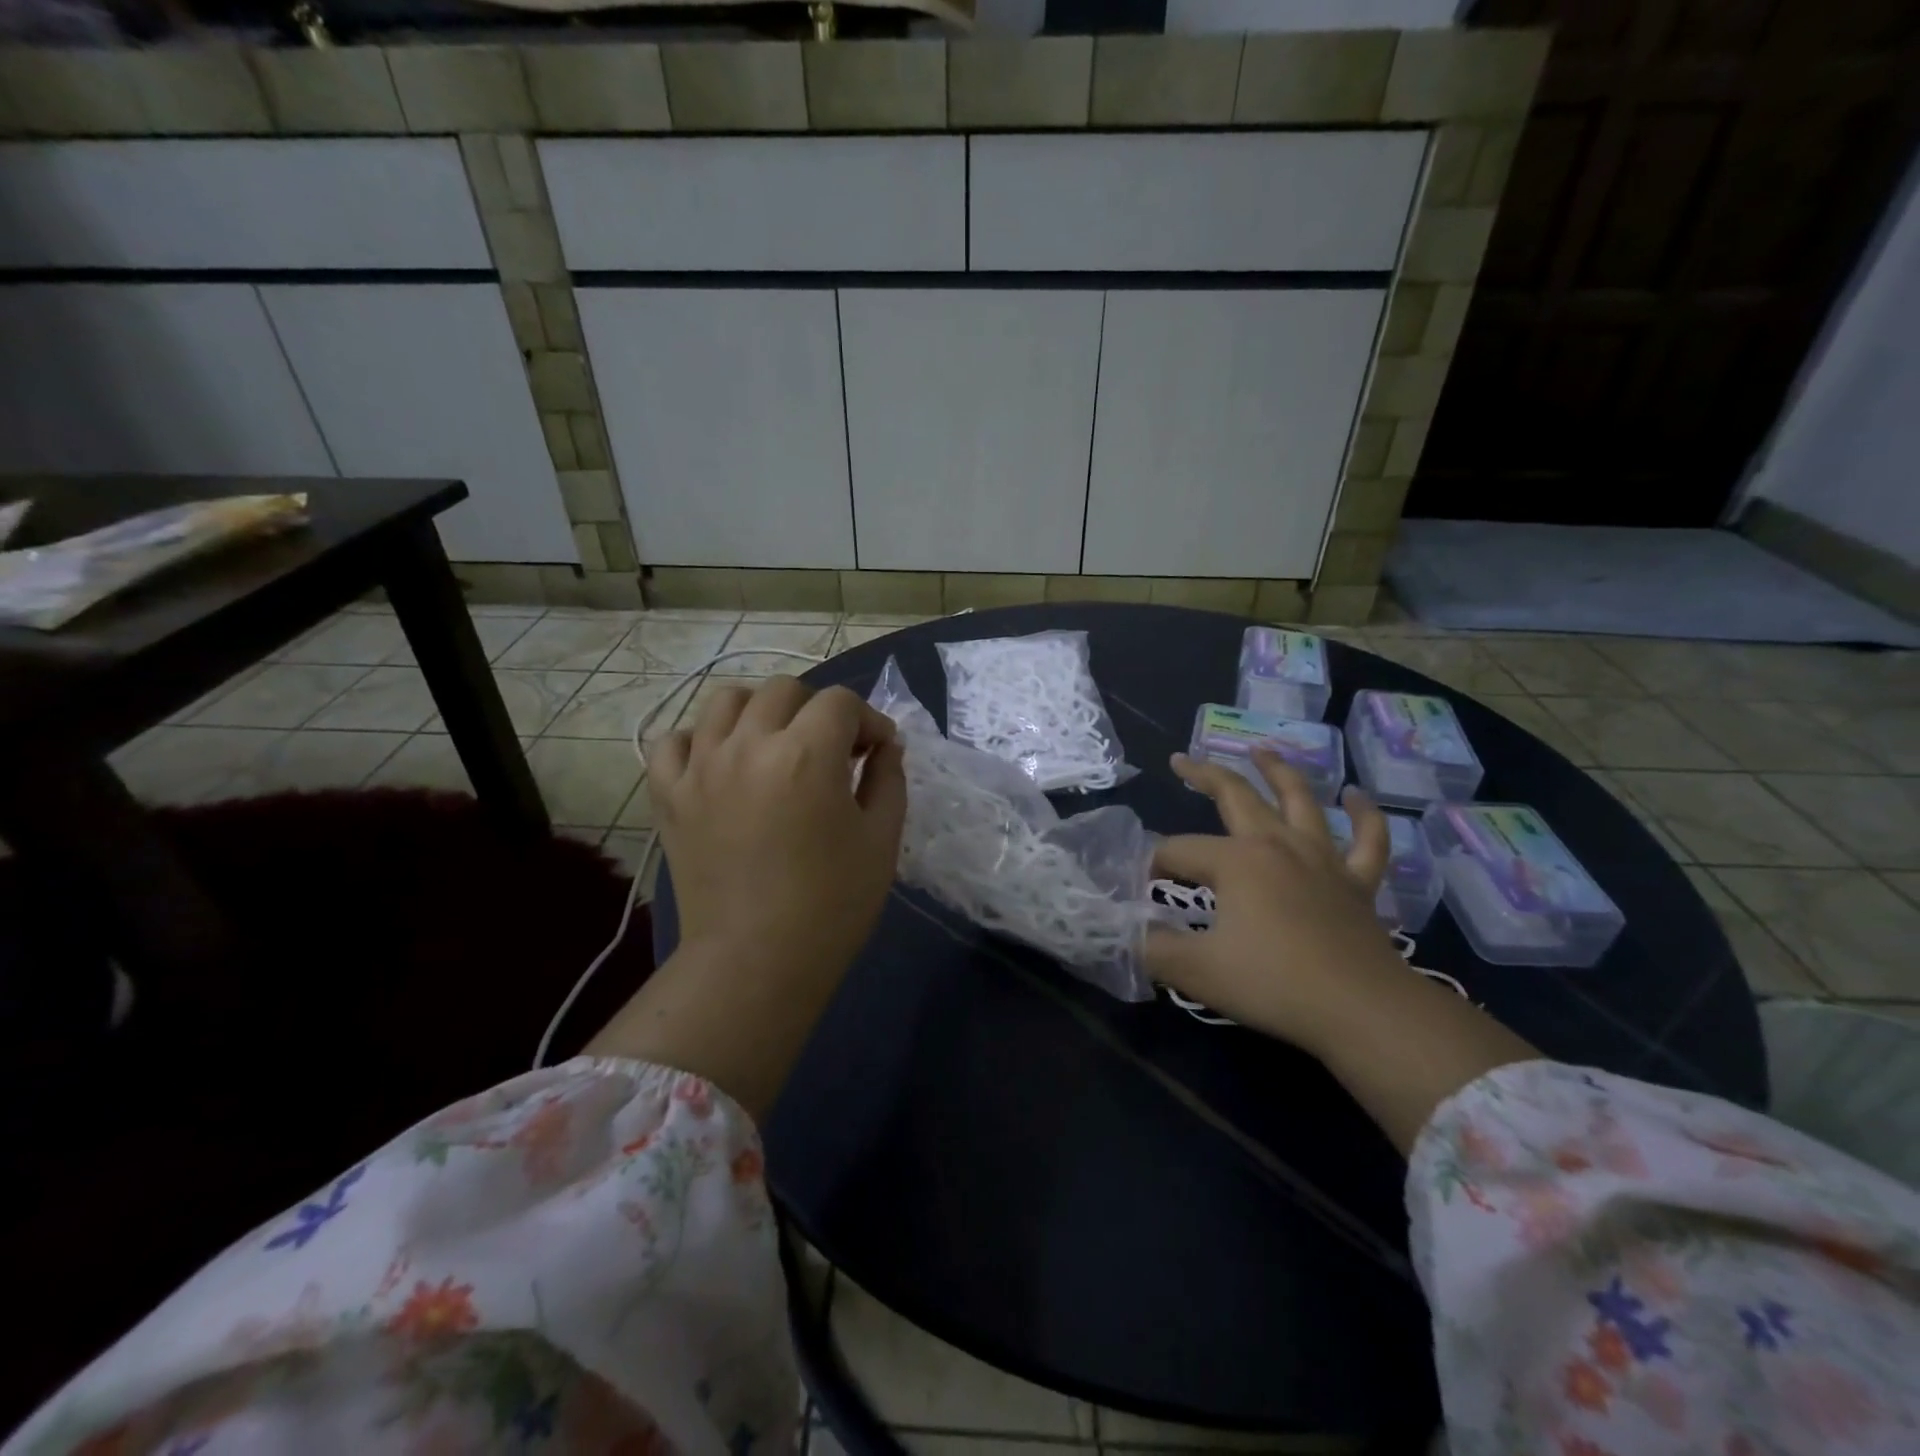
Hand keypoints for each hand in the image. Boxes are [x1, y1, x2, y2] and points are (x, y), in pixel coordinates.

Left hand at [651, 676, 907, 988]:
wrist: (756, 962)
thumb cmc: (831, 906)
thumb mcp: (881, 840)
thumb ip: (888, 779)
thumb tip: (884, 746)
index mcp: (806, 755)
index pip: (841, 703)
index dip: (868, 721)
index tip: (877, 753)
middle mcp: (748, 746)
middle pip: (784, 691)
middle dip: (818, 710)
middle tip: (831, 751)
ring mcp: (700, 768)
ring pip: (725, 701)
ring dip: (758, 711)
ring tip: (774, 746)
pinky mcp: (669, 795)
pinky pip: (673, 741)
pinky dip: (700, 740)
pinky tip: (722, 764)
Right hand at [1146, 751, 1410, 1053]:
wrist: (1362, 1011)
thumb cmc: (1274, 984)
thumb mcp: (1197, 970)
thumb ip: (1154, 948)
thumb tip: (1128, 931)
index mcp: (1235, 860)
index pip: (1178, 852)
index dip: (1154, 867)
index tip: (1142, 894)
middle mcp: (1277, 845)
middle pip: (1235, 796)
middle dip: (1203, 775)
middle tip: (1180, 760)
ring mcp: (1323, 859)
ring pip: (1299, 800)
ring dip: (1278, 771)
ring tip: (1262, 749)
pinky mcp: (1358, 883)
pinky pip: (1367, 840)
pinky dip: (1364, 815)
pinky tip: (1355, 796)